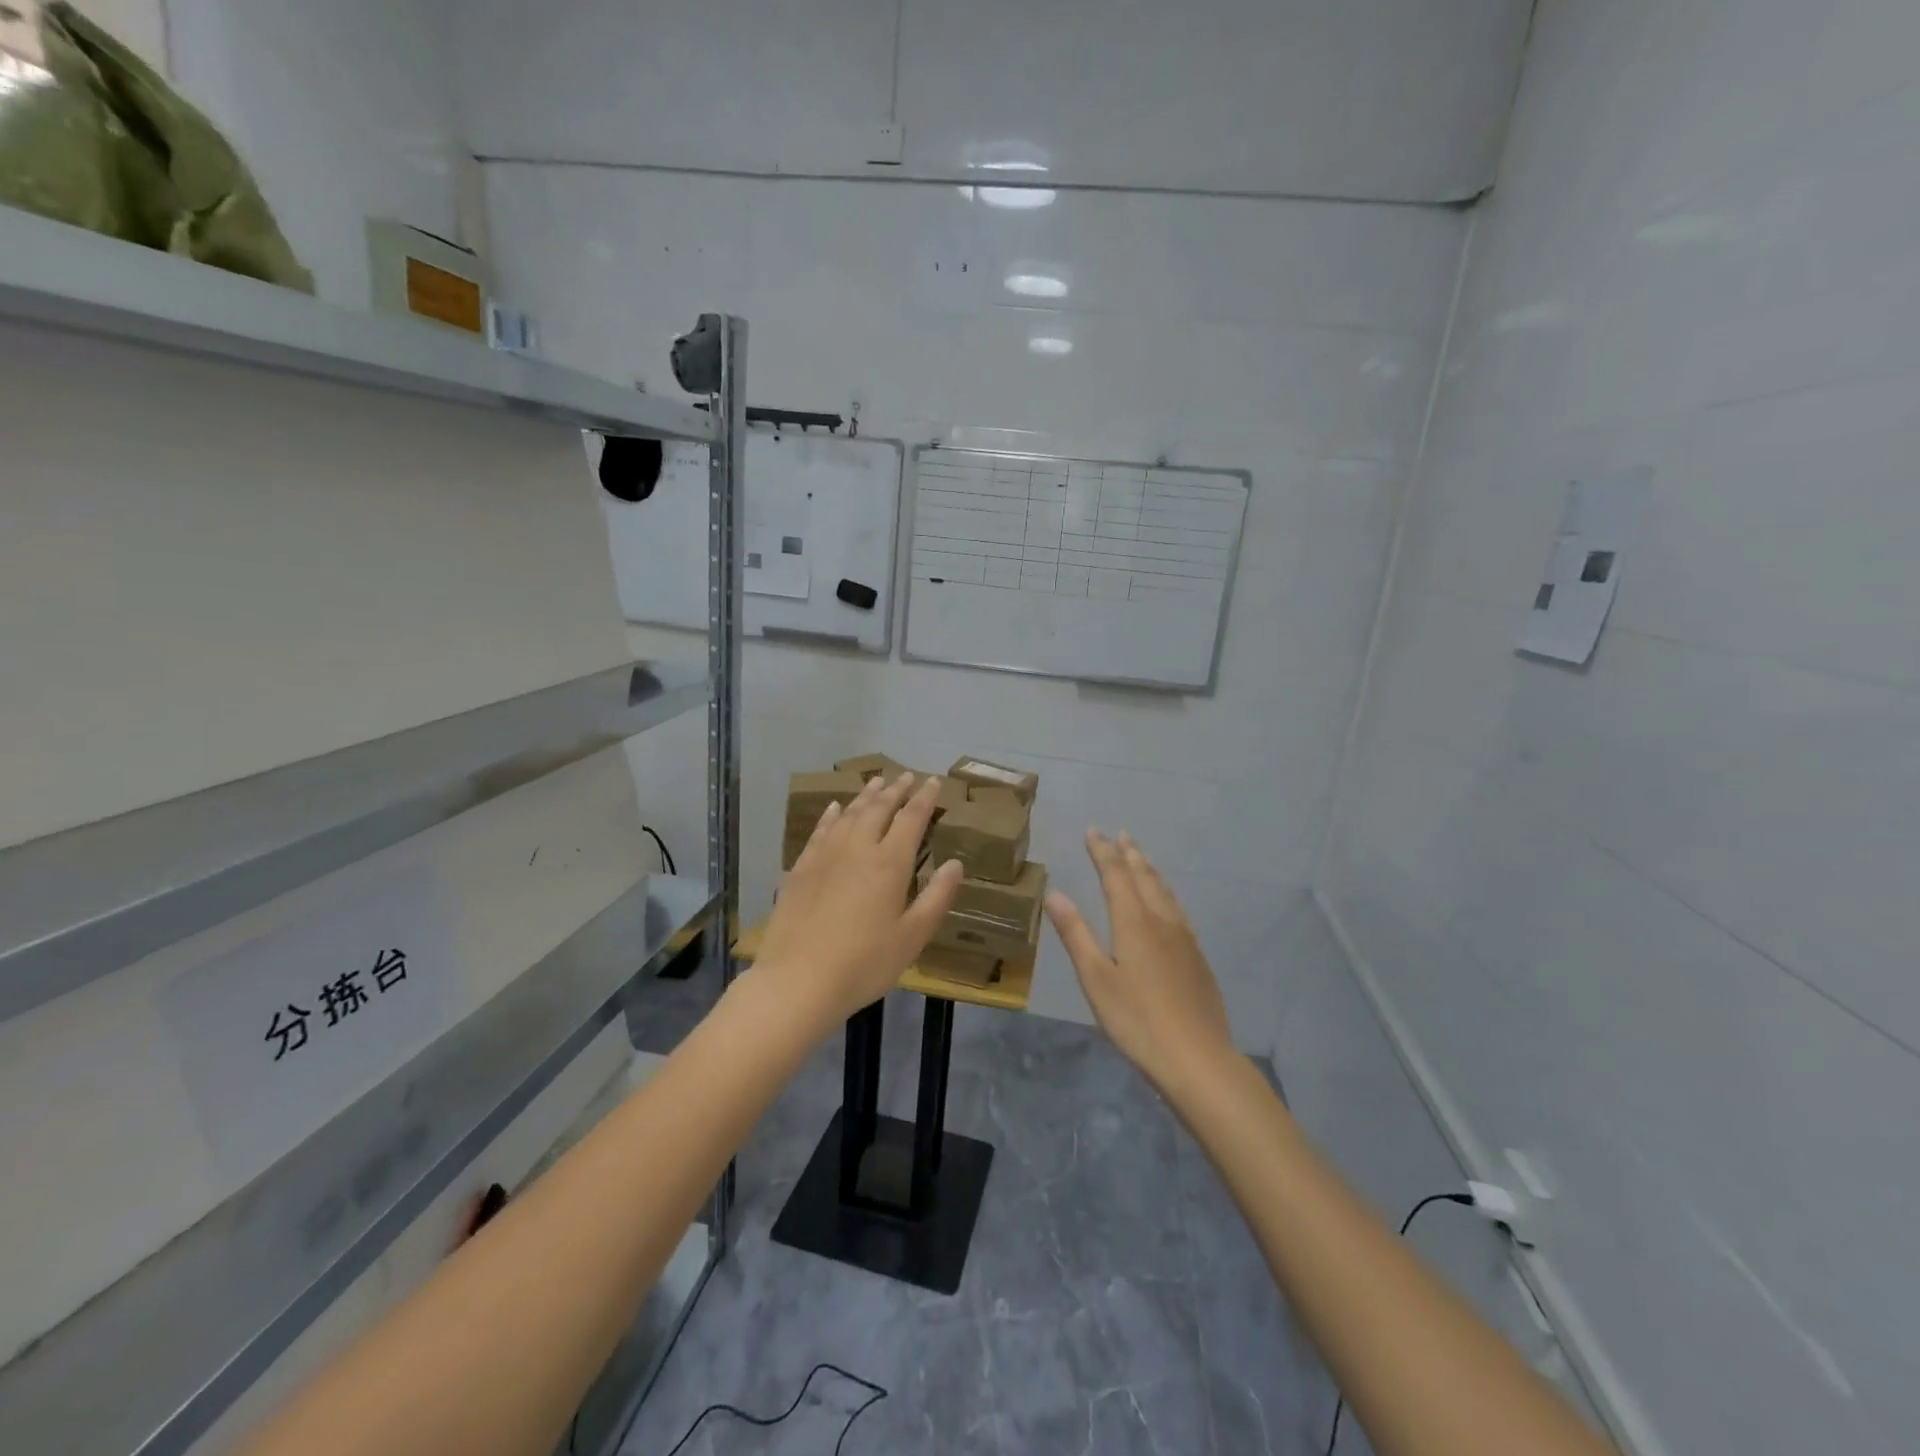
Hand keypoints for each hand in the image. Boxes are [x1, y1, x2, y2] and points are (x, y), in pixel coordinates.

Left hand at [754, 773, 963, 1023]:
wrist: (798, 980)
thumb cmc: (864, 964)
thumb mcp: (912, 937)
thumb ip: (936, 898)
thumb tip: (955, 864)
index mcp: (890, 863)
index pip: (911, 818)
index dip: (924, 798)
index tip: (934, 781)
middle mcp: (858, 848)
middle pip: (879, 809)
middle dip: (895, 790)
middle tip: (906, 776)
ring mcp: (825, 855)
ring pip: (849, 814)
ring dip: (865, 796)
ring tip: (876, 782)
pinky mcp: (801, 868)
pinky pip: (820, 830)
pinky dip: (831, 815)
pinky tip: (834, 808)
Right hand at [1046, 830, 1235, 1092]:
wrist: (1198, 1058)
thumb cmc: (1137, 1021)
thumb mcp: (1096, 979)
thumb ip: (1076, 934)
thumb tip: (1055, 893)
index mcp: (1134, 922)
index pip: (1116, 875)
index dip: (1103, 851)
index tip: (1093, 831)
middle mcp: (1162, 921)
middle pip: (1144, 877)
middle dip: (1128, 854)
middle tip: (1119, 834)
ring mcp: (1184, 938)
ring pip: (1165, 891)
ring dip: (1149, 870)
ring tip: (1140, 857)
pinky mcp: (1197, 957)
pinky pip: (1177, 909)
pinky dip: (1164, 892)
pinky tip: (1166, 904)